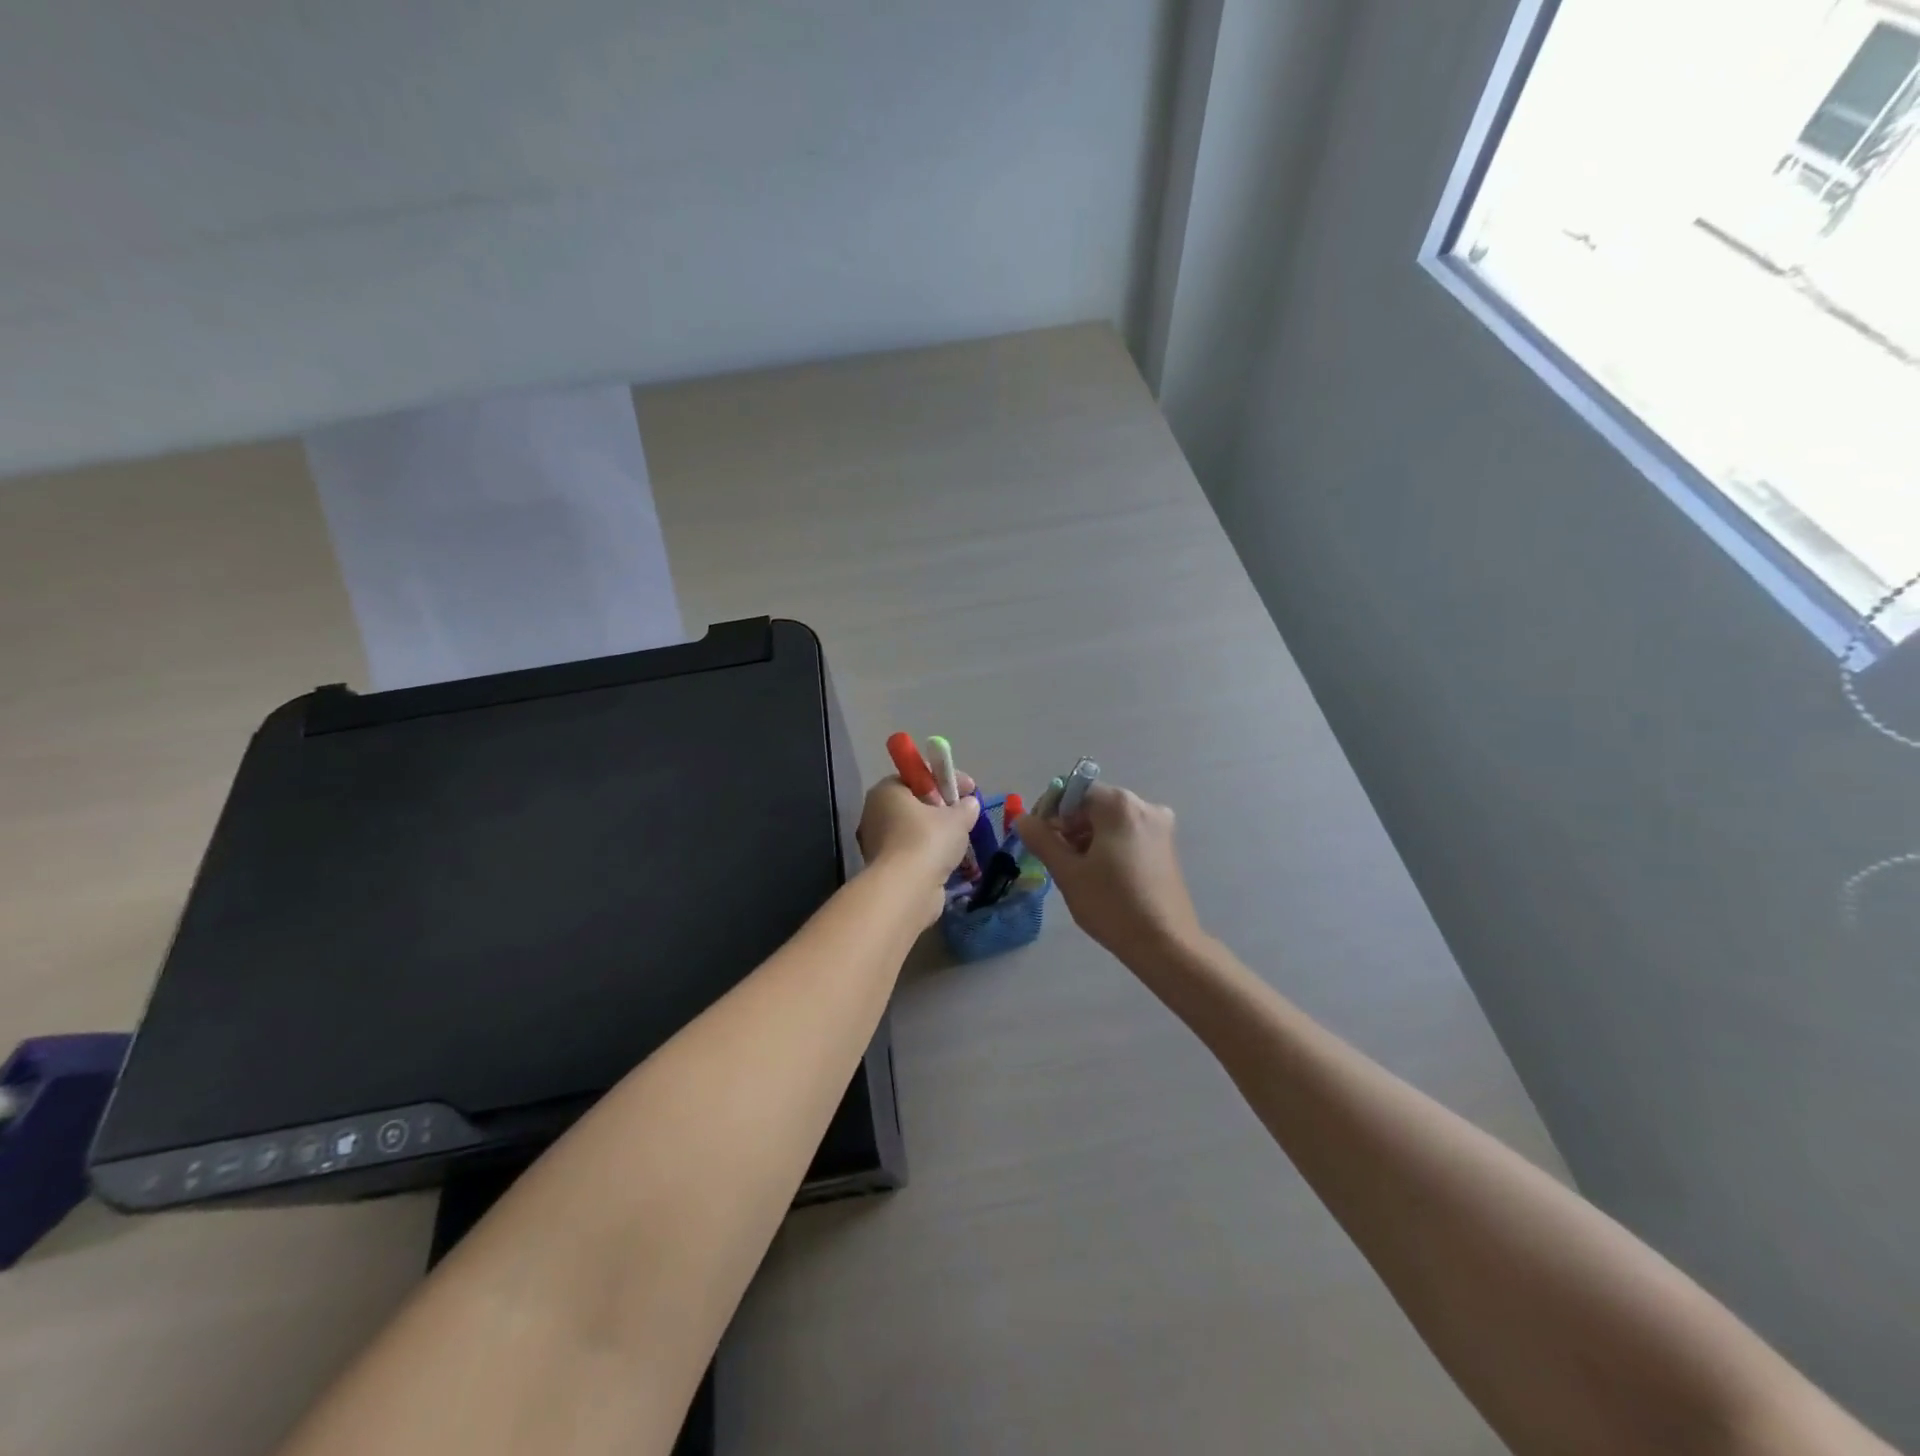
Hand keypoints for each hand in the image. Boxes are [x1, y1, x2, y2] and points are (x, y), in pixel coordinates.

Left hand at [856, 776, 979, 921]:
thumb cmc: (928, 841)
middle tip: (965, 814)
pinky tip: (949, 859)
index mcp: (886, 790)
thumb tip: (970, 803)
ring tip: (962, 839)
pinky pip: (912, 852)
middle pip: (915, 803)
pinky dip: (929, 853)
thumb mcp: (957, 818)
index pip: (918, 776)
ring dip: (936, 833)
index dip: (947, 779)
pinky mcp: (884, 868)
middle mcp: (875, 812)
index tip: (970, 789)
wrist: (906, 890)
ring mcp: (876, 842)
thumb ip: (966, 806)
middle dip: (942, 808)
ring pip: (914, 829)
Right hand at [1016, 783, 1201, 957]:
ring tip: (1078, 871)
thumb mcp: (1068, 872)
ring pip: (1110, 821)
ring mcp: (1160, 827)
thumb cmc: (1112, 905)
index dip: (1051, 811)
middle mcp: (1144, 806)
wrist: (1165, 944)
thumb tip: (1023, 819)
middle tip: (1056, 859)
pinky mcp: (1166, 847)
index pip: (1073, 791)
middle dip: (1069, 826)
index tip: (1039, 839)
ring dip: (1088, 837)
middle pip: (1093, 804)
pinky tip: (1102, 875)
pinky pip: (1128, 834)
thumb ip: (1042, 840)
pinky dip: (1109, 845)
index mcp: (1119, 805)